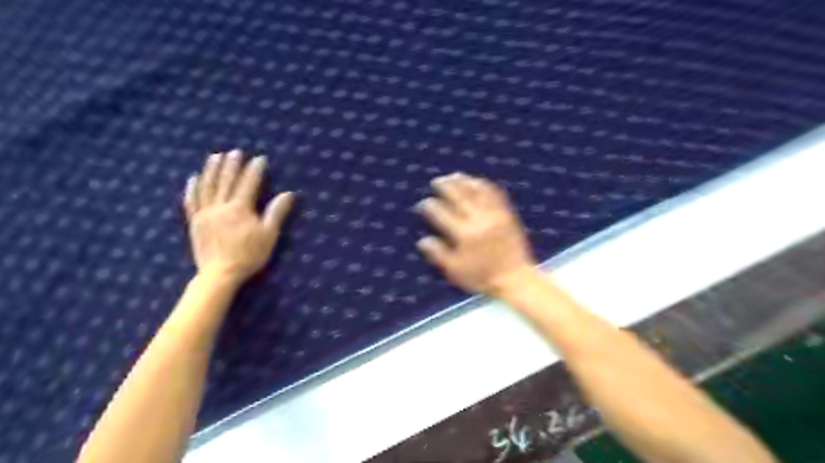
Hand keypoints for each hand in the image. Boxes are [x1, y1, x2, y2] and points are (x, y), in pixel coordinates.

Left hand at [184, 151, 295, 283]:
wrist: (220, 273)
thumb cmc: (249, 255)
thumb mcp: (269, 234)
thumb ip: (277, 212)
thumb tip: (289, 194)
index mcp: (240, 208)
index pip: (249, 183)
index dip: (255, 170)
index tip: (260, 158)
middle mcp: (220, 206)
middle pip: (226, 180)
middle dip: (231, 164)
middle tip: (235, 152)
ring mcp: (205, 213)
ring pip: (207, 186)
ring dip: (211, 170)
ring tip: (215, 156)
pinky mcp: (194, 221)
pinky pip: (191, 200)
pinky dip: (192, 188)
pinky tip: (193, 178)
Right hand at [415, 172, 538, 294]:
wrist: (515, 278)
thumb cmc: (482, 277)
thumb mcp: (456, 271)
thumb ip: (439, 254)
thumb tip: (423, 241)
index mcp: (464, 234)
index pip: (442, 214)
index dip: (430, 207)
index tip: (423, 203)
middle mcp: (478, 220)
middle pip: (459, 196)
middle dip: (445, 186)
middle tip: (436, 180)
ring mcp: (494, 215)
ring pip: (477, 191)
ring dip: (464, 181)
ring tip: (454, 175)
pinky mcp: (506, 214)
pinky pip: (495, 194)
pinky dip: (484, 185)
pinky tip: (477, 181)